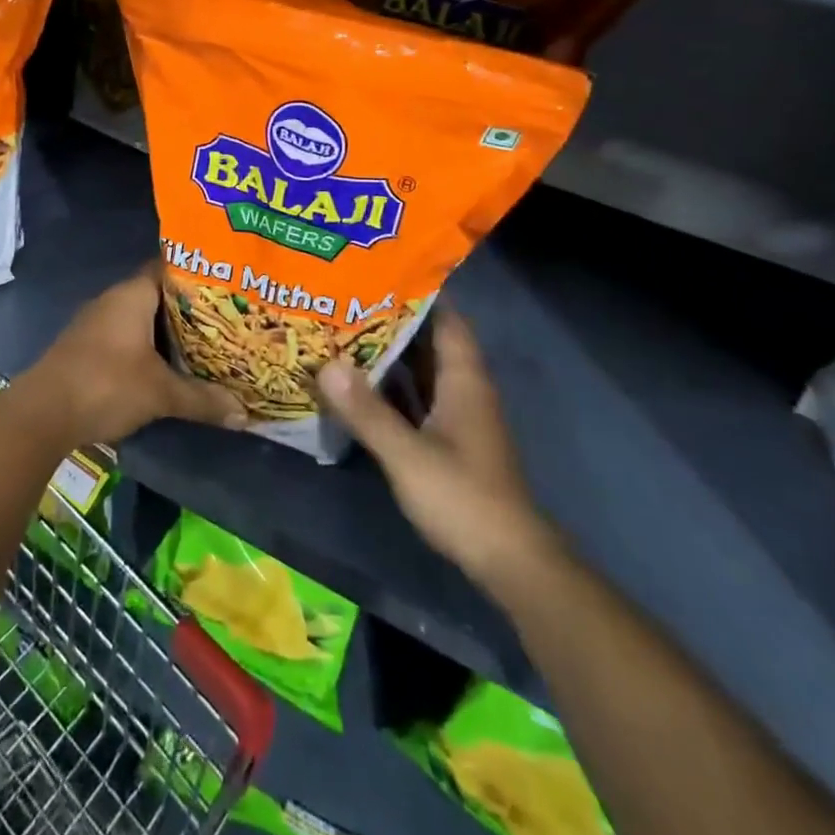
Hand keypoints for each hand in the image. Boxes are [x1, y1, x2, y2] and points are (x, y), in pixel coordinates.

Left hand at [20, 264, 245, 446]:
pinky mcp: (86, 347)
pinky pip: (125, 336)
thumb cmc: (106, 385)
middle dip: (188, 308)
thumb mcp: (161, 393)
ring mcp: (96, 324)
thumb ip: (202, 399)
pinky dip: (147, 346)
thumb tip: (244, 414)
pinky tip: (167, 365)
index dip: (197, 275)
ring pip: (140, 318)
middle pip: (157, 295)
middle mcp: (113, 300)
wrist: (43, 413)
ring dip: (166, 331)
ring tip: (204, 343)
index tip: (226, 285)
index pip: (168, 268)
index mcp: (131, 294)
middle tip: (225, 319)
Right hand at [317, 313, 559, 585]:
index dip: (417, 294)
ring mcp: (455, 417)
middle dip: (391, 321)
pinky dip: (390, 387)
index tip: (376, 274)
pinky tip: (357, 384)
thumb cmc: (463, 498)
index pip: (446, 320)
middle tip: (345, 300)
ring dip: (388, 354)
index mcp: (464, 380)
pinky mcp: (447, 441)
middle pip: (428, 342)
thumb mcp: (407, 454)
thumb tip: (327, 365)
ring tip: (343, 332)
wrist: (508, 561)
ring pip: (420, 372)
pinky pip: (415, 399)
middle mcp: (462, 390)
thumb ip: (367, 411)